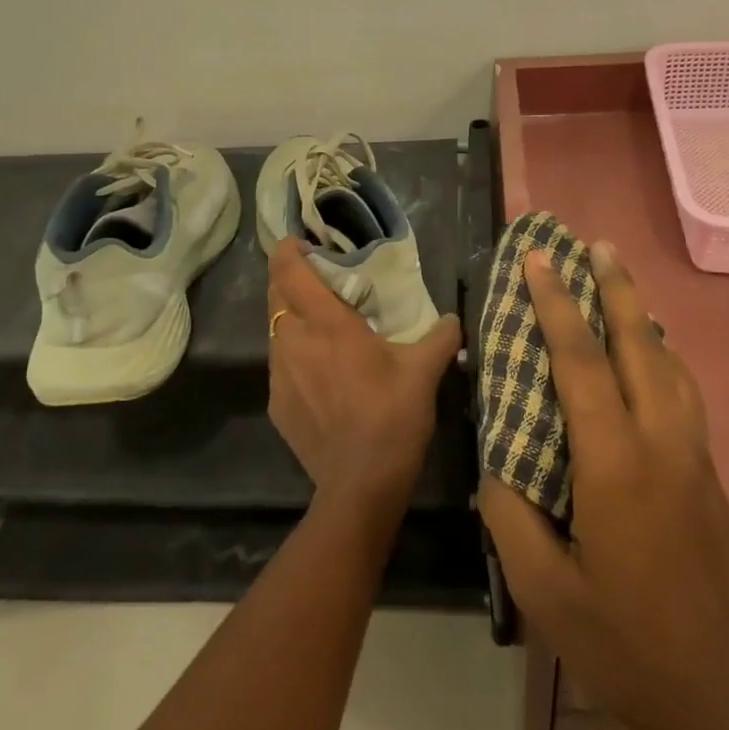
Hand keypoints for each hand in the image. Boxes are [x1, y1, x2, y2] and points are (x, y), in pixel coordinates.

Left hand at [267, 240, 462, 521]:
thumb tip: (453, 321)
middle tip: (317, 281)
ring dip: (291, 319)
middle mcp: (293, 341)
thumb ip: (440, 337)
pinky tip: (319, 374)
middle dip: (289, 280)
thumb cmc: (392, 416)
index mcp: (326, 324)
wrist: (361, 485)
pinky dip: (294, 356)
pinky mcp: (276, 404)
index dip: (288, 250)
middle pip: (275, 295)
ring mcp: (279, 375)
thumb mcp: (424, 371)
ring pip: (275, 331)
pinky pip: (279, 365)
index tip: (301, 243)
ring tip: (321, 328)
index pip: (289, 270)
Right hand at [477, 242, 728, 729]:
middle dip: (613, 287)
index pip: (580, 362)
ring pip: (669, 362)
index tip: (537, 259)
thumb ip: (511, 516)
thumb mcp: (546, 593)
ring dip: (642, 314)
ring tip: (622, 282)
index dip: (556, 304)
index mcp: (616, 464)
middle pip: (638, 342)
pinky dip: (662, 353)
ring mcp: (694, 456)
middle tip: (593, 243)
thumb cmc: (631, 646)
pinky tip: (654, 355)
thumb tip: (495, 462)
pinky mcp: (709, 475)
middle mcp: (662, 442)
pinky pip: (683, 390)